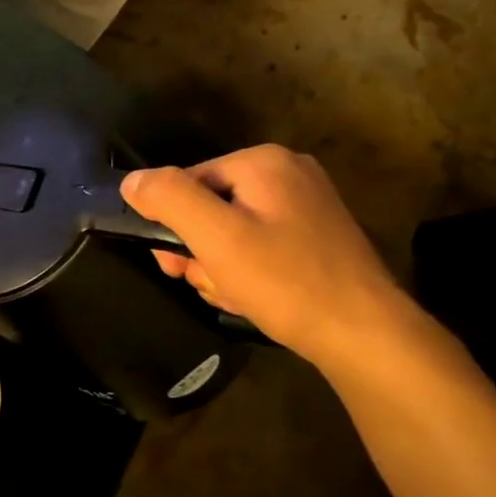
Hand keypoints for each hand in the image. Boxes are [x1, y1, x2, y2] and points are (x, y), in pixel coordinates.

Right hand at [121, 146, 408, 368]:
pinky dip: (247, 271)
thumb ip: (169, 199)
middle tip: (208, 281)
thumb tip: (131, 181)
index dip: (172, 225)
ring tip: (235, 293)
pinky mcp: (314, 236)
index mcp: (263, 162)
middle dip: (199, 250)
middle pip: (209, 207)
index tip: (175, 264)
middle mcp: (287, 173)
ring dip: (219, 266)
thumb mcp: (216, 237)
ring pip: (230, 232)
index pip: (186, 183)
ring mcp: (305, 205)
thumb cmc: (284, 280)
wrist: (363, 334)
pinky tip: (254, 296)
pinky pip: (258, 246)